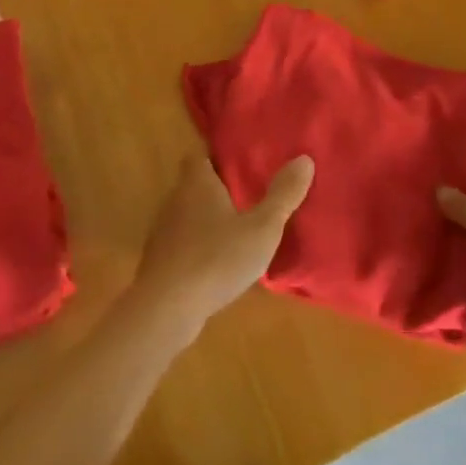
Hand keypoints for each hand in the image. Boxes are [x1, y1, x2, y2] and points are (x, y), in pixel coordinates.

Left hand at [133, 154, 314, 336]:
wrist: (166, 308)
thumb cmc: (216, 258)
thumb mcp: (261, 228)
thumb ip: (282, 195)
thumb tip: (305, 158)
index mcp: (197, 183)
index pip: (201, 156)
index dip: (219, 156)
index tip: (241, 163)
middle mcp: (175, 200)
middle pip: (195, 184)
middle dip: (218, 189)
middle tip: (248, 195)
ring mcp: (164, 231)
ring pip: (188, 215)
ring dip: (209, 219)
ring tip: (238, 229)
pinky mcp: (160, 261)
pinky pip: (184, 243)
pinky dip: (199, 246)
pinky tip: (218, 262)